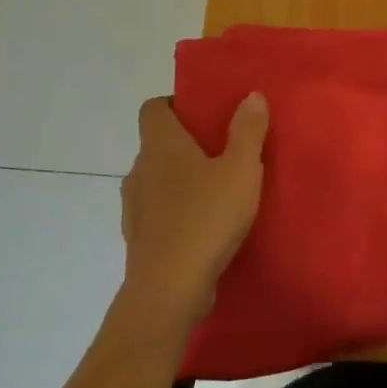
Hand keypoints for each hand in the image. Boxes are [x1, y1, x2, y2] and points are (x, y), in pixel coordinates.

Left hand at [119, 94, 267, 329]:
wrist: (168, 292)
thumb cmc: (206, 219)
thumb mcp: (241, 169)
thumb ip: (248, 130)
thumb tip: (251, 95)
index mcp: (160, 146)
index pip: (153, 108)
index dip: (176, 104)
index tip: (206, 113)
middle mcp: (140, 170)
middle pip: (158, 143)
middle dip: (187, 143)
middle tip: (224, 149)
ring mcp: (135, 207)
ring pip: (158, 178)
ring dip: (182, 178)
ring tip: (219, 188)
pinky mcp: (139, 239)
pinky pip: (158, 210)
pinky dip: (178, 209)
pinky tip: (206, 223)